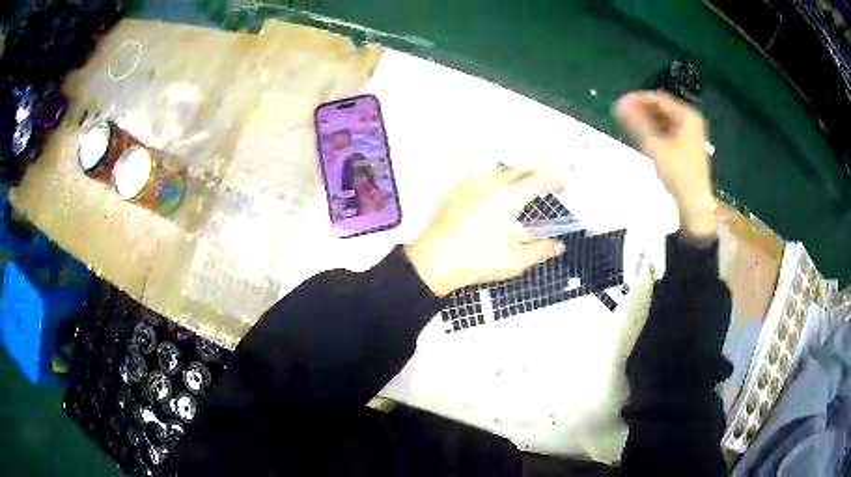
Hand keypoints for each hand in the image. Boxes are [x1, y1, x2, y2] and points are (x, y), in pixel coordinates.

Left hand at [405, 167, 566, 296]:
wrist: (434, 260)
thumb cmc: (476, 261)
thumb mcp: (514, 261)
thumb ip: (540, 251)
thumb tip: (558, 245)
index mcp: (507, 198)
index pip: (538, 180)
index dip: (554, 181)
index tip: (564, 187)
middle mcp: (490, 184)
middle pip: (519, 167)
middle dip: (537, 172)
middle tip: (548, 183)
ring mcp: (470, 184)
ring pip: (500, 167)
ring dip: (516, 171)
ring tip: (524, 183)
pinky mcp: (456, 189)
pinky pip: (480, 173)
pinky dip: (495, 175)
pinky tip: (494, 187)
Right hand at [615, 91, 716, 238]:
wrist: (694, 204)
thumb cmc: (677, 174)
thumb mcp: (655, 147)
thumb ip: (637, 123)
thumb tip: (618, 104)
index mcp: (687, 116)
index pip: (658, 98)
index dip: (638, 99)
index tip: (619, 104)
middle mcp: (690, 120)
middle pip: (661, 108)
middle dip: (642, 110)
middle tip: (622, 115)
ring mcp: (690, 133)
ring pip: (664, 119)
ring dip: (647, 120)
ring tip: (629, 126)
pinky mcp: (687, 145)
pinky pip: (668, 130)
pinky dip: (655, 130)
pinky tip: (643, 136)